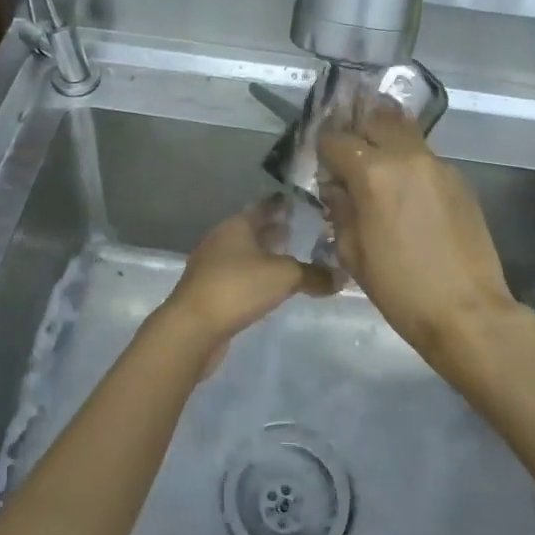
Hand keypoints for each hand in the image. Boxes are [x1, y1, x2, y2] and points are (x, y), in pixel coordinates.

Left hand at [159, 198, 332, 372]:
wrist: (193, 328)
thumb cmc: (238, 288)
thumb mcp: (284, 276)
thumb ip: (315, 275)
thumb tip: (342, 277)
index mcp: (236, 225)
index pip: (266, 207)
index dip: (286, 206)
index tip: (309, 206)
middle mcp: (222, 239)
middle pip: (255, 231)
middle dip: (278, 232)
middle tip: (307, 234)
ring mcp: (212, 266)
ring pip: (246, 255)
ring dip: (267, 257)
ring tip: (293, 261)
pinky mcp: (210, 291)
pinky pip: (239, 277)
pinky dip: (256, 278)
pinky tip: (271, 288)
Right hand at [317, 106, 518, 375]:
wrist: (467, 311)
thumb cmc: (400, 288)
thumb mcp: (353, 253)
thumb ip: (341, 209)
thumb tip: (337, 188)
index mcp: (373, 173)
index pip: (337, 140)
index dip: (324, 150)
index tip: (322, 166)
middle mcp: (407, 157)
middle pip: (377, 119)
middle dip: (358, 132)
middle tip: (350, 156)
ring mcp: (439, 165)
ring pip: (406, 134)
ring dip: (387, 143)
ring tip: (379, 169)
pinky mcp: (460, 180)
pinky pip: (426, 158)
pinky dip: (411, 164)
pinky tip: (408, 194)